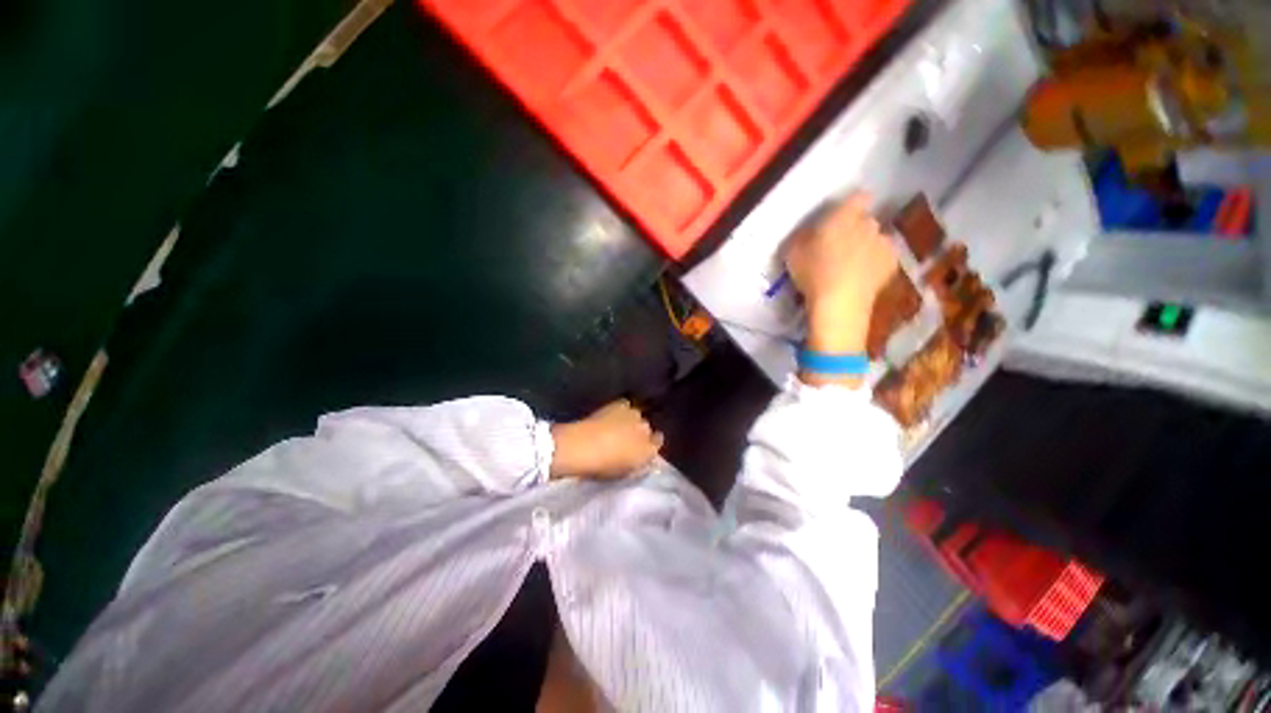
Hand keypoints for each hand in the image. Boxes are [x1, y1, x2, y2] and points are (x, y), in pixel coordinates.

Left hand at [549, 400, 662, 479]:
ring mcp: (635, 416)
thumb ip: (636, 464)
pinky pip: (626, 405)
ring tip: (618, 425)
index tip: (642, 447)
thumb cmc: (601, 466)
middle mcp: (647, 431)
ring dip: (631, 420)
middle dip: (640, 432)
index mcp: (648, 451)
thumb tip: (640, 457)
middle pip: (647, 429)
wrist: (583, 446)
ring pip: (637, 416)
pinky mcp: (621, 405)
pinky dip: (621, 409)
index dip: (650, 444)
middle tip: (626, 439)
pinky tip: (611, 414)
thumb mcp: (623, 472)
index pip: (657, 443)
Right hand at [786, 194, 897, 354]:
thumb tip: (807, 233)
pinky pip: (883, 257)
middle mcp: (868, 224)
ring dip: (867, 246)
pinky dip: (875, 264)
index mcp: (844, 216)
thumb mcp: (792, 253)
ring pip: (876, 239)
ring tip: (851, 265)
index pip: (857, 197)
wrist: (839, 302)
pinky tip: (862, 276)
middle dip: (856, 228)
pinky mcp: (892, 264)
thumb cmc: (812, 273)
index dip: (851, 204)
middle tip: (839, 246)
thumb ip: (802, 236)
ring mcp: (884, 243)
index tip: (841, 216)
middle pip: (865, 219)